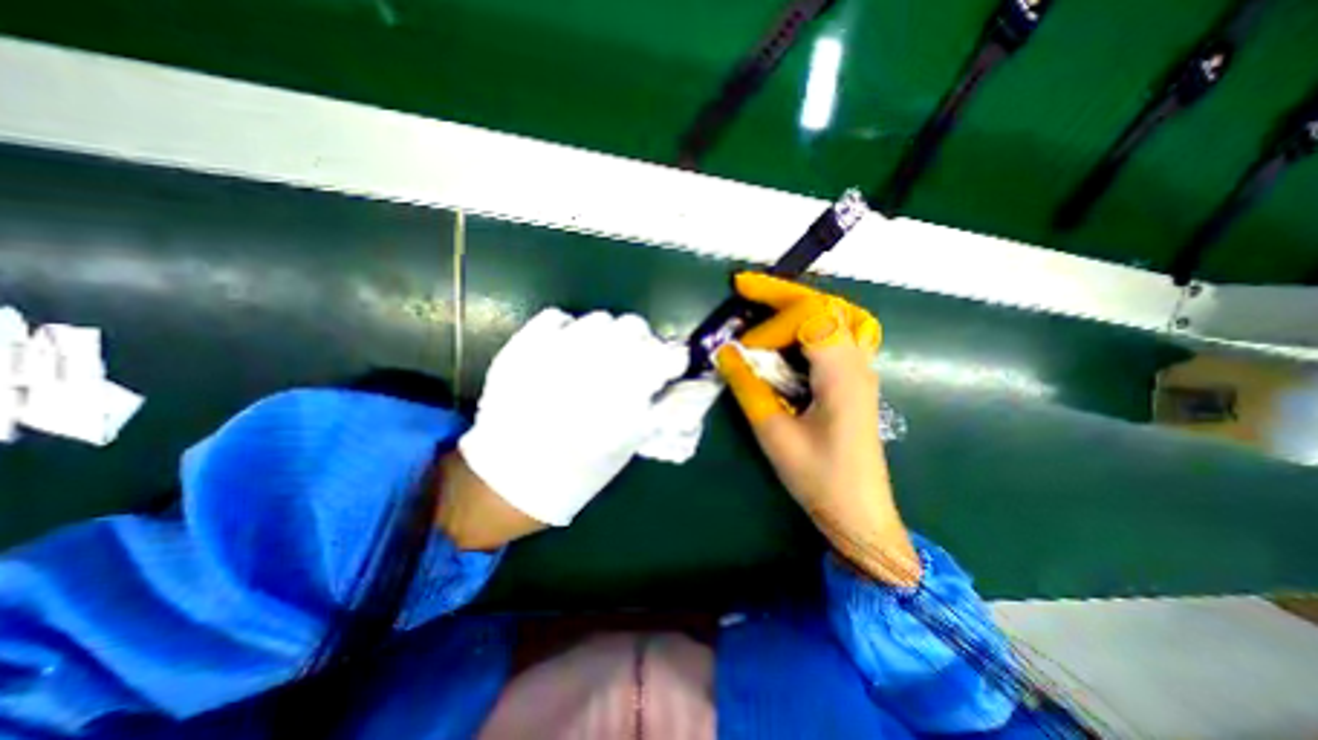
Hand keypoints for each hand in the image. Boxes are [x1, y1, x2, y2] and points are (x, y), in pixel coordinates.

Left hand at [460, 311, 683, 531]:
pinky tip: (565, 352)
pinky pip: (557, 317)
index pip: (669, 354)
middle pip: (635, 326)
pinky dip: (567, 330)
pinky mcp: (524, 345)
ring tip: (595, 360)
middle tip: (630, 364)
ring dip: (606, 337)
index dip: (672, 360)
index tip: (668, 369)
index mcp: (626, 391)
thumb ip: (662, 408)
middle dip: (640, 343)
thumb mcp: (631, 443)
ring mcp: (556, 349)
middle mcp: (595, 362)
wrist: (513, 477)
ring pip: (600, 319)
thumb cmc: (581, 468)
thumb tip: (685, 383)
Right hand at [717, 276, 919, 587]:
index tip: (743, 352)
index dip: (770, 327)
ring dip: (801, 303)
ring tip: (768, 303)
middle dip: (782, 292)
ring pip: (838, 314)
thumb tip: (725, 352)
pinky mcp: (855, 379)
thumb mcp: (774, 434)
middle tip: (744, 285)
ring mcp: (861, 369)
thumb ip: (748, 387)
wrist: (860, 513)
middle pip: (826, 304)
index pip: (810, 318)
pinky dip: (813, 321)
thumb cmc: (819, 478)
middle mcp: (858, 362)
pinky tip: (794, 332)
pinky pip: (840, 333)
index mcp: (842, 374)